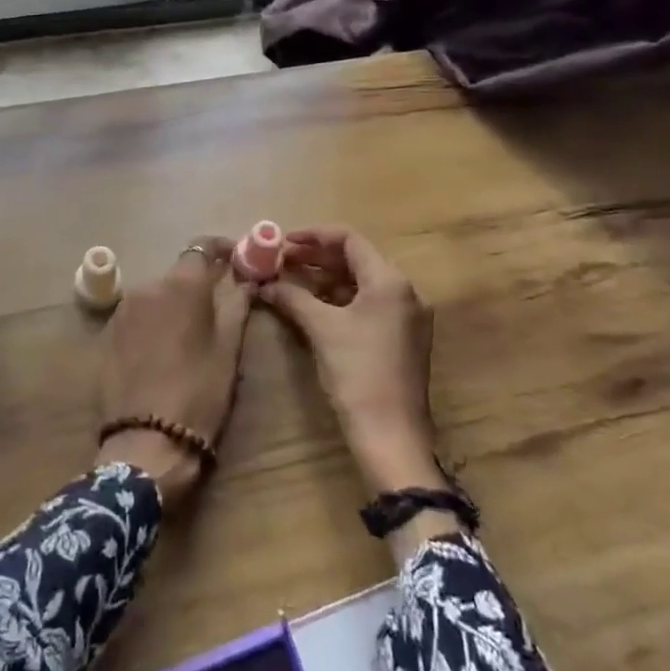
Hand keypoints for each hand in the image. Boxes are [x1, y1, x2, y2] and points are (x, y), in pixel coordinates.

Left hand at [96, 236, 253, 508]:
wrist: (146, 441)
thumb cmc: (199, 392)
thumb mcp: (227, 350)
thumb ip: (237, 306)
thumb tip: (247, 280)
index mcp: (181, 285)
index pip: (202, 247)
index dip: (222, 249)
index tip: (237, 258)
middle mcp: (147, 286)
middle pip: (177, 273)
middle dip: (198, 283)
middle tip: (219, 305)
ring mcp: (123, 309)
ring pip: (156, 294)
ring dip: (174, 303)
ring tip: (190, 333)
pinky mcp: (108, 333)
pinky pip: (137, 315)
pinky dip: (153, 321)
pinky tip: (163, 349)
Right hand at [260, 227, 445, 495]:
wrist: (391, 434)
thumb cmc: (357, 372)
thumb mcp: (321, 328)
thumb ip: (292, 297)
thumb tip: (263, 283)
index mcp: (390, 281)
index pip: (350, 240)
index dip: (313, 235)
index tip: (282, 240)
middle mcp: (405, 291)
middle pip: (356, 259)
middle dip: (316, 257)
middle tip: (280, 260)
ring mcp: (406, 315)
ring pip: (361, 282)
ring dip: (326, 278)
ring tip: (290, 280)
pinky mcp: (401, 337)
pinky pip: (368, 304)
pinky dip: (339, 299)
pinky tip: (312, 305)